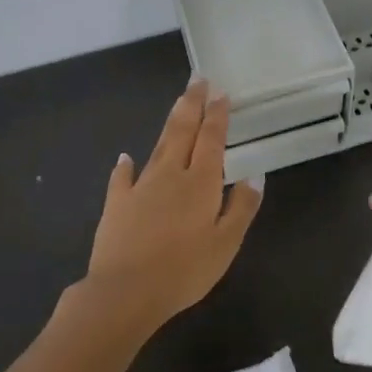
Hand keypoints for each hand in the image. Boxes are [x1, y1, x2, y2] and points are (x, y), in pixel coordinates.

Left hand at [82, 79, 263, 331]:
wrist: (125, 292)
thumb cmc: (184, 270)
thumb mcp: (226, 244)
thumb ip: (242, 207)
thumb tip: (255, 175)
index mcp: (201, 183)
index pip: (211, 139)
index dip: (217, 115)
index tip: (220, 93)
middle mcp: (171, 175)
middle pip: (183, 131)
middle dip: (192, 104)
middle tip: (198, 79)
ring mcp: (140, 187)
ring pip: (158, 146)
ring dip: (170, 123)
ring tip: (178, 104)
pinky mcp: (116, 204)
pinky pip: (122, 178)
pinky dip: (125, 165)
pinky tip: (125, 156)